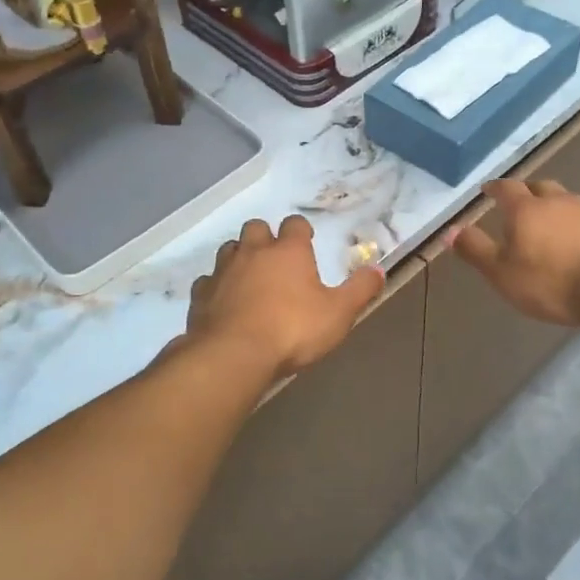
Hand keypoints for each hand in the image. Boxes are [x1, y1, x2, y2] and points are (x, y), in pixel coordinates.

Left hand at [185, 216, 383, 380]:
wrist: (234, 355)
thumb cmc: (292, 330)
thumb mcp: (339, 313)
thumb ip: (360, 290)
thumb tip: (379, 269)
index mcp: (288, 251)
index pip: (295, 225)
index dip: (301, 230)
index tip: (306, 241)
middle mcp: (253, 252)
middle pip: (255, 228)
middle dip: (265, 236)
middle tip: (275, 258)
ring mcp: (223, 271)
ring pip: (229, 250)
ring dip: (239, 257)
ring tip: (249, 277)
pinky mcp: (201, 295)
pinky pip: (208, 281)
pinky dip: (216, 287)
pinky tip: (223, 302)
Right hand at [446, 178, 579, 326]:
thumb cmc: (551, 281)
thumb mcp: (502, 273)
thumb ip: (476, 250)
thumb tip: (450, 230)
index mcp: (525, 210)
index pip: (506, 189)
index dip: (495, 188)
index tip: (488, 189)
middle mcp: (557, 202)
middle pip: (540, 187)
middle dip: (527, 192)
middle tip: (520, 202)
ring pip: (566, 201)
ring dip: (555, 207)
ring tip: (549, 222)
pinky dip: (578, 225)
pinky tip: (579, 241)